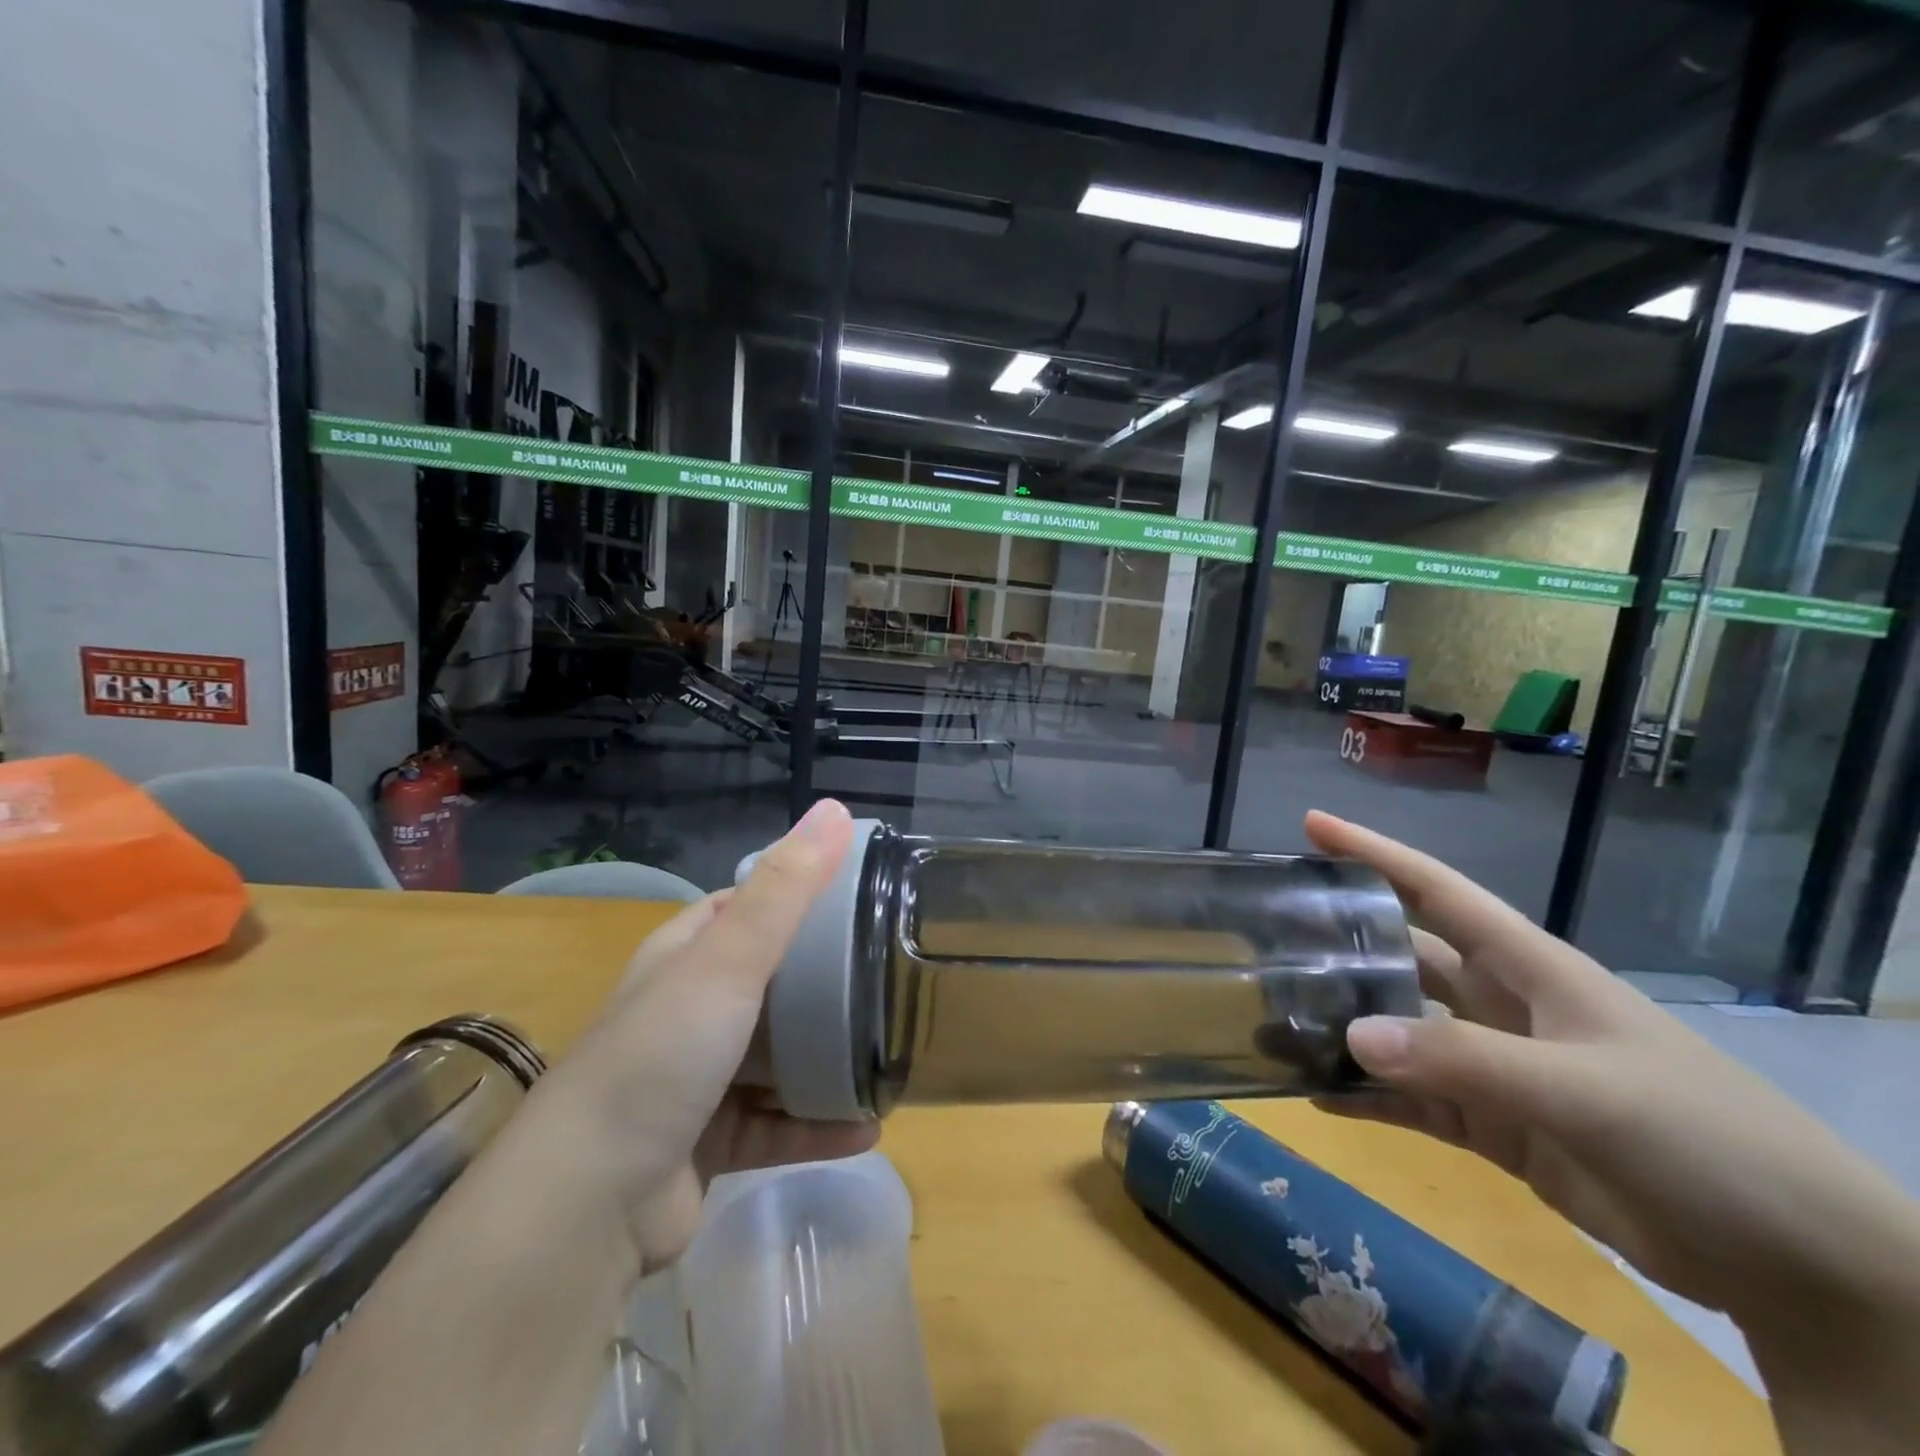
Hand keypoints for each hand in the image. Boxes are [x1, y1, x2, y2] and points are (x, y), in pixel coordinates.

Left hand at [535, 798, 875, 1274]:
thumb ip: (785, 889)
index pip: (742, 908)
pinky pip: (778, 1128)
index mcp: (683, 958)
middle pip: (768, 982)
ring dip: (827, 1059)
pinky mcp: (709, 1145)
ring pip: (777, 1060)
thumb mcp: (729, 958)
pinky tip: (870, 1125)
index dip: (793, 895)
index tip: (856, 896)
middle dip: (823, 980)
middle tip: (887, 975)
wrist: (586, 1204)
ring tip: (888, 1052)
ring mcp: (696, 1081)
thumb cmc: (661, 1055)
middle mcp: (686, 1012)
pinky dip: (818, 1126)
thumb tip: (835, 808)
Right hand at [1304, 811, 1919, 1332]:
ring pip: (1401, 1033)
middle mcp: (1502, 1005)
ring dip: (1346, 1031)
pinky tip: (1319, 1096)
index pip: (1438, 890)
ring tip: (1277, 1026)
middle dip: (1343, 946)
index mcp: (1529, 967)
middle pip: (1405, 958)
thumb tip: (1350, 1036)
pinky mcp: (1497, 1126)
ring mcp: (1497, 1067)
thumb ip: (1463, 1062)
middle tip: (1269, 940)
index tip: (1312, 824)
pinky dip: (1370, 1098)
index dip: (1375, 852)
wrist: (1800, 1264)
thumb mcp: (1584, 1091)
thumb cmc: (1704, 1139)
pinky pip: (1415, 1101)